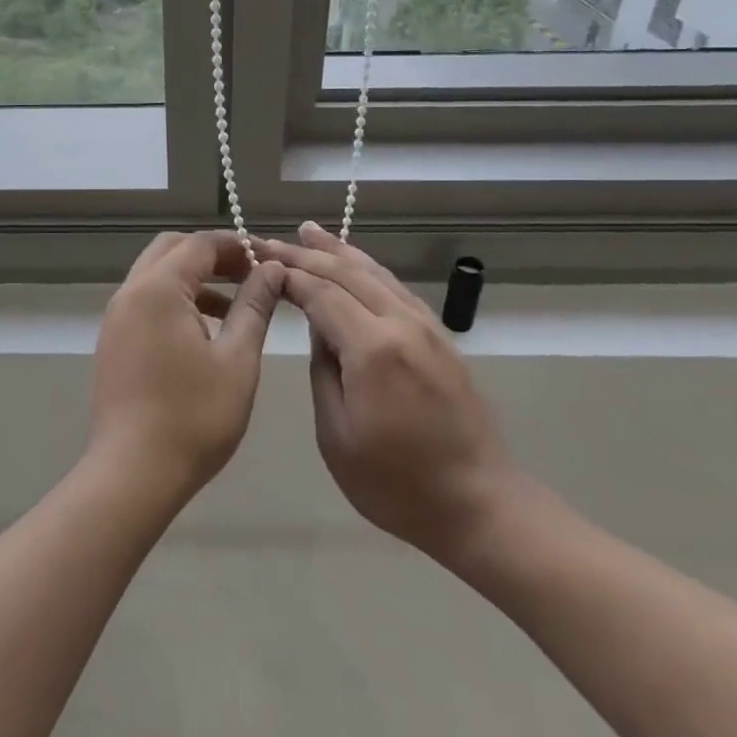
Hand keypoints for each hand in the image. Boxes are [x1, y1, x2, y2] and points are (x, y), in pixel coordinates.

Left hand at [87, 232, 285, 502]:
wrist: (132, 474)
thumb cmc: (194, 417)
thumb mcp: (237, 359)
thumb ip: (254, 306)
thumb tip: (270, 269)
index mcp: (158, 289)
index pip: (200, 244)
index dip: (237, 246)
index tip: (269, 262)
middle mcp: (130, 294)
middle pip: (171, 250)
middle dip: (212, 256)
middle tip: (249, 277)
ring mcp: (115, 319)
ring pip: (156, 276)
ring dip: (193, 279)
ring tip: (234, 308)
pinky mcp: (113, 343)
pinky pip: (145, 302)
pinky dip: (175, 302)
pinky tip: (204, 334)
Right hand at [258, 223, 517, 566]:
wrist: (479, 504)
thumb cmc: (395, 483)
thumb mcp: (336, 436)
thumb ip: (323, 371)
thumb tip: (320, 330)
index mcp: (373, 349)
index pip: (322, 293)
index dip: (288, 274)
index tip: (257, 260)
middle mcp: (403, 325)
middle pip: (348, 274)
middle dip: (306, 254)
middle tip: (270, 241)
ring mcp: (428, 329)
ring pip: (377, 274)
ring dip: (340, 251)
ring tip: (310, 232)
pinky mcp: (441, 339)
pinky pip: (397, 290)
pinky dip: (370, 270)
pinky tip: (357, 266)